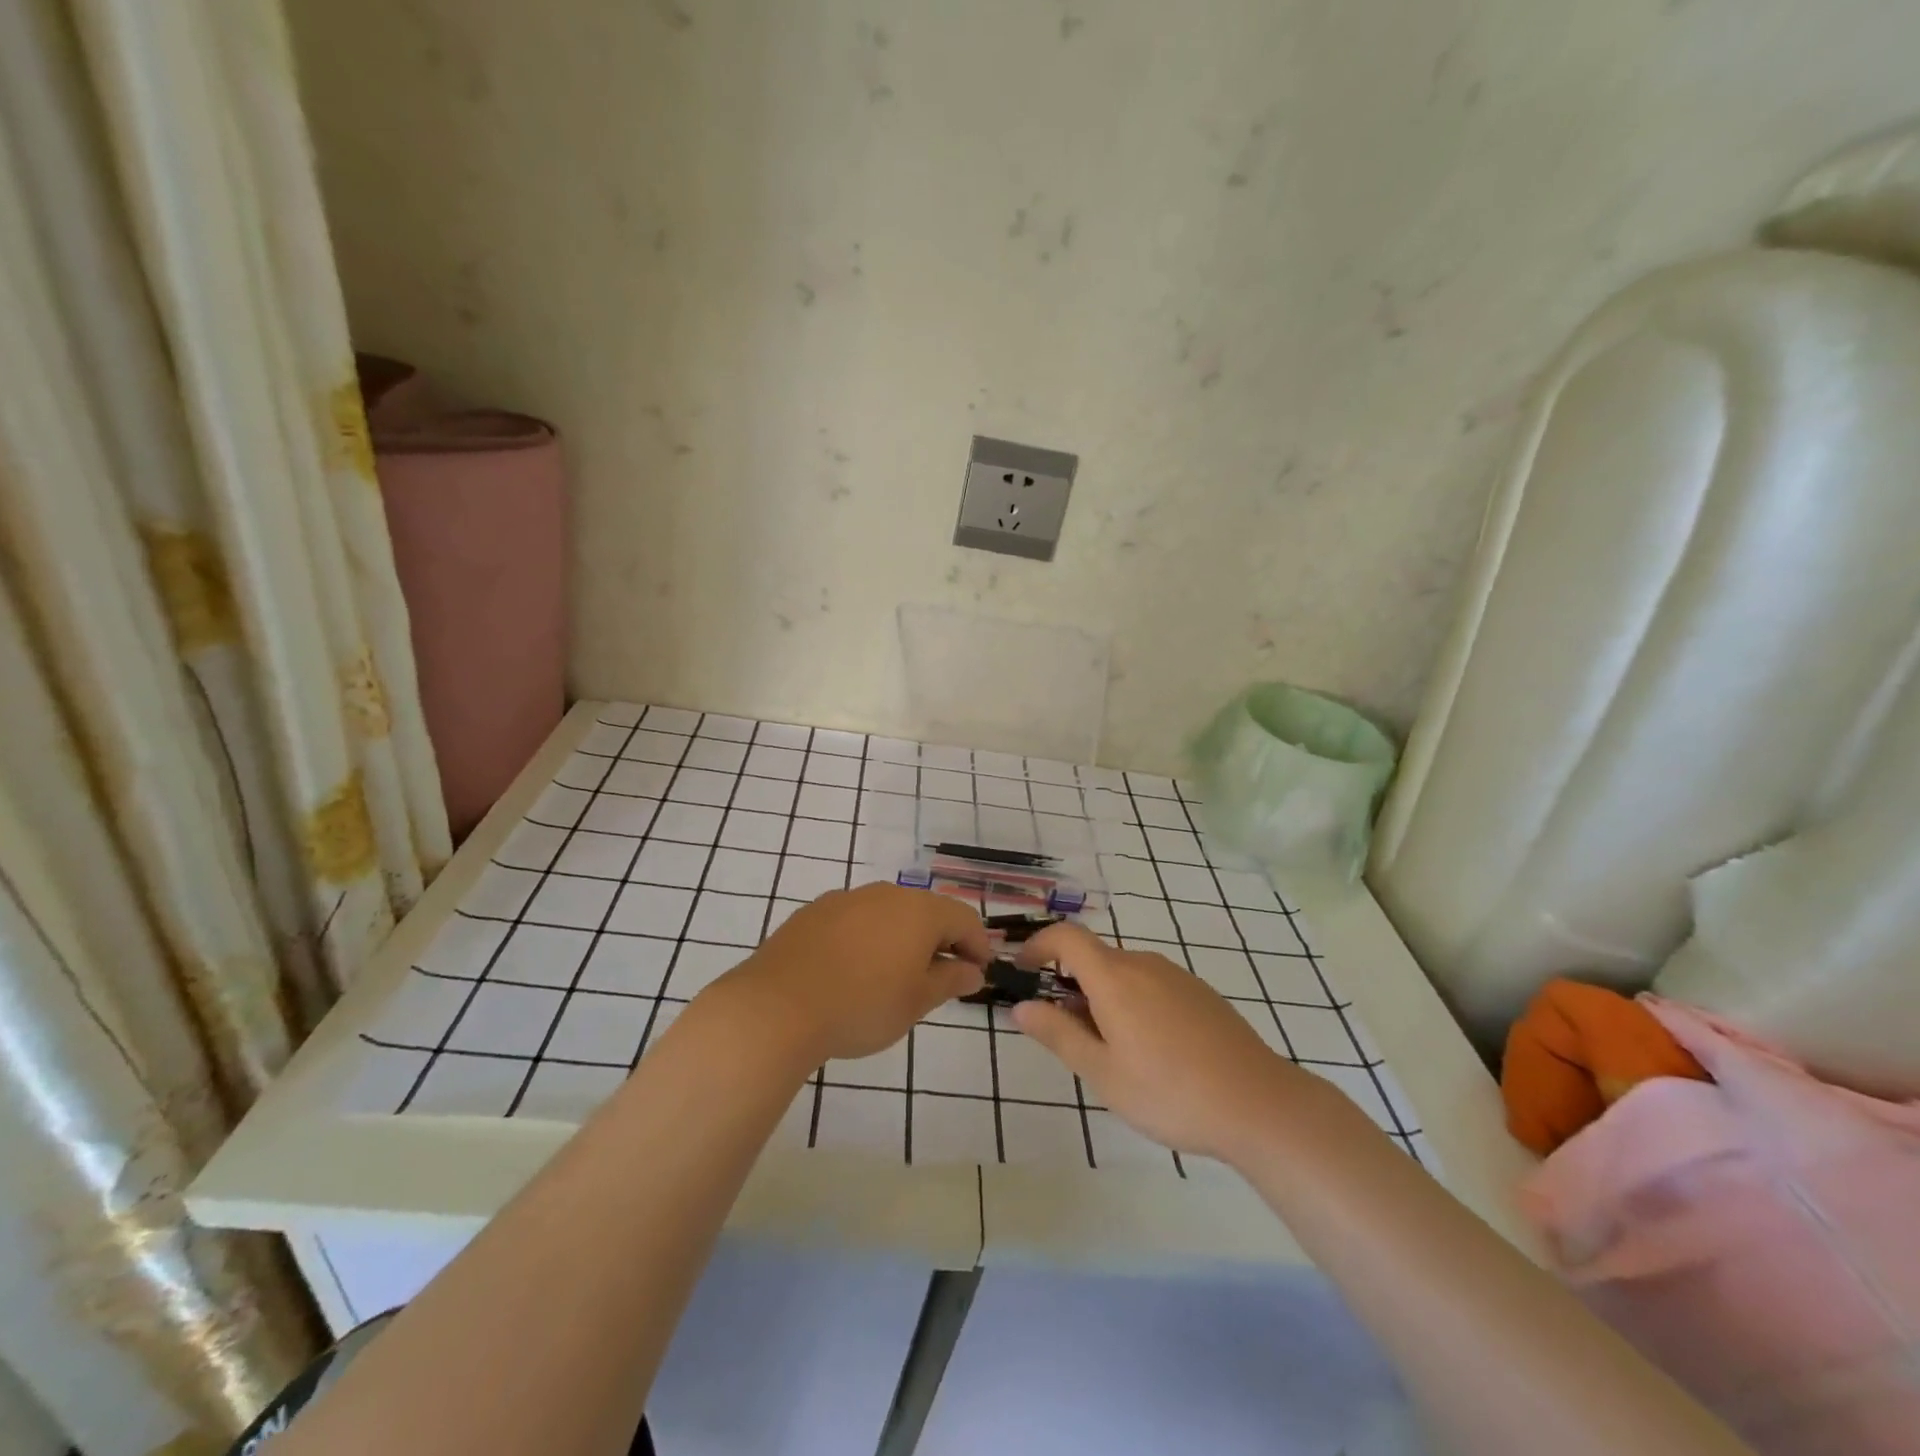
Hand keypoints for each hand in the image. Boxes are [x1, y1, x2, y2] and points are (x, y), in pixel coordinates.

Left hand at [716, 883, 988, 1064]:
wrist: (777, 1007)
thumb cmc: (862, 1006)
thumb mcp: (916, 1002)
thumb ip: (950, 981)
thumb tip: (973, 970)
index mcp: (918, 911)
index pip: (963, 918)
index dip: (978, 944)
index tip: (979, 973)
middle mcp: (885, 894)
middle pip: (926, 911)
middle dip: (940, 941)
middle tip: (941, 978)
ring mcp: (846, 899)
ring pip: (888, 913)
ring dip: (902, 938)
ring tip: (896, 976)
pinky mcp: (813, 912)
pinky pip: (854, 920)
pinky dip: (867, 939)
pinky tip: (854, 970)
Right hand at [1012, 921, 1316, 1162]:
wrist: (1260, 1105)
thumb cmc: (1170, 1092)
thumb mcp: (1103, 1072)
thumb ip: (1058, 1034)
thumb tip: (1021, 1006)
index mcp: (1115, 977)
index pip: (1066, 937)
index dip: (1038, 945)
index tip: (1022, 971)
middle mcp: (1144, 964)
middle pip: (1094, 958)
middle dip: (1070, 986)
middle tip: (1068, 1036)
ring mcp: (1176, 976)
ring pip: (1123, 974)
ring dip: (1102, 998)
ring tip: (1111, 1053)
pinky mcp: (1200, 994)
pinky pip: (1151, 985)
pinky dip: (1132, 1003)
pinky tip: (1151, 1052)